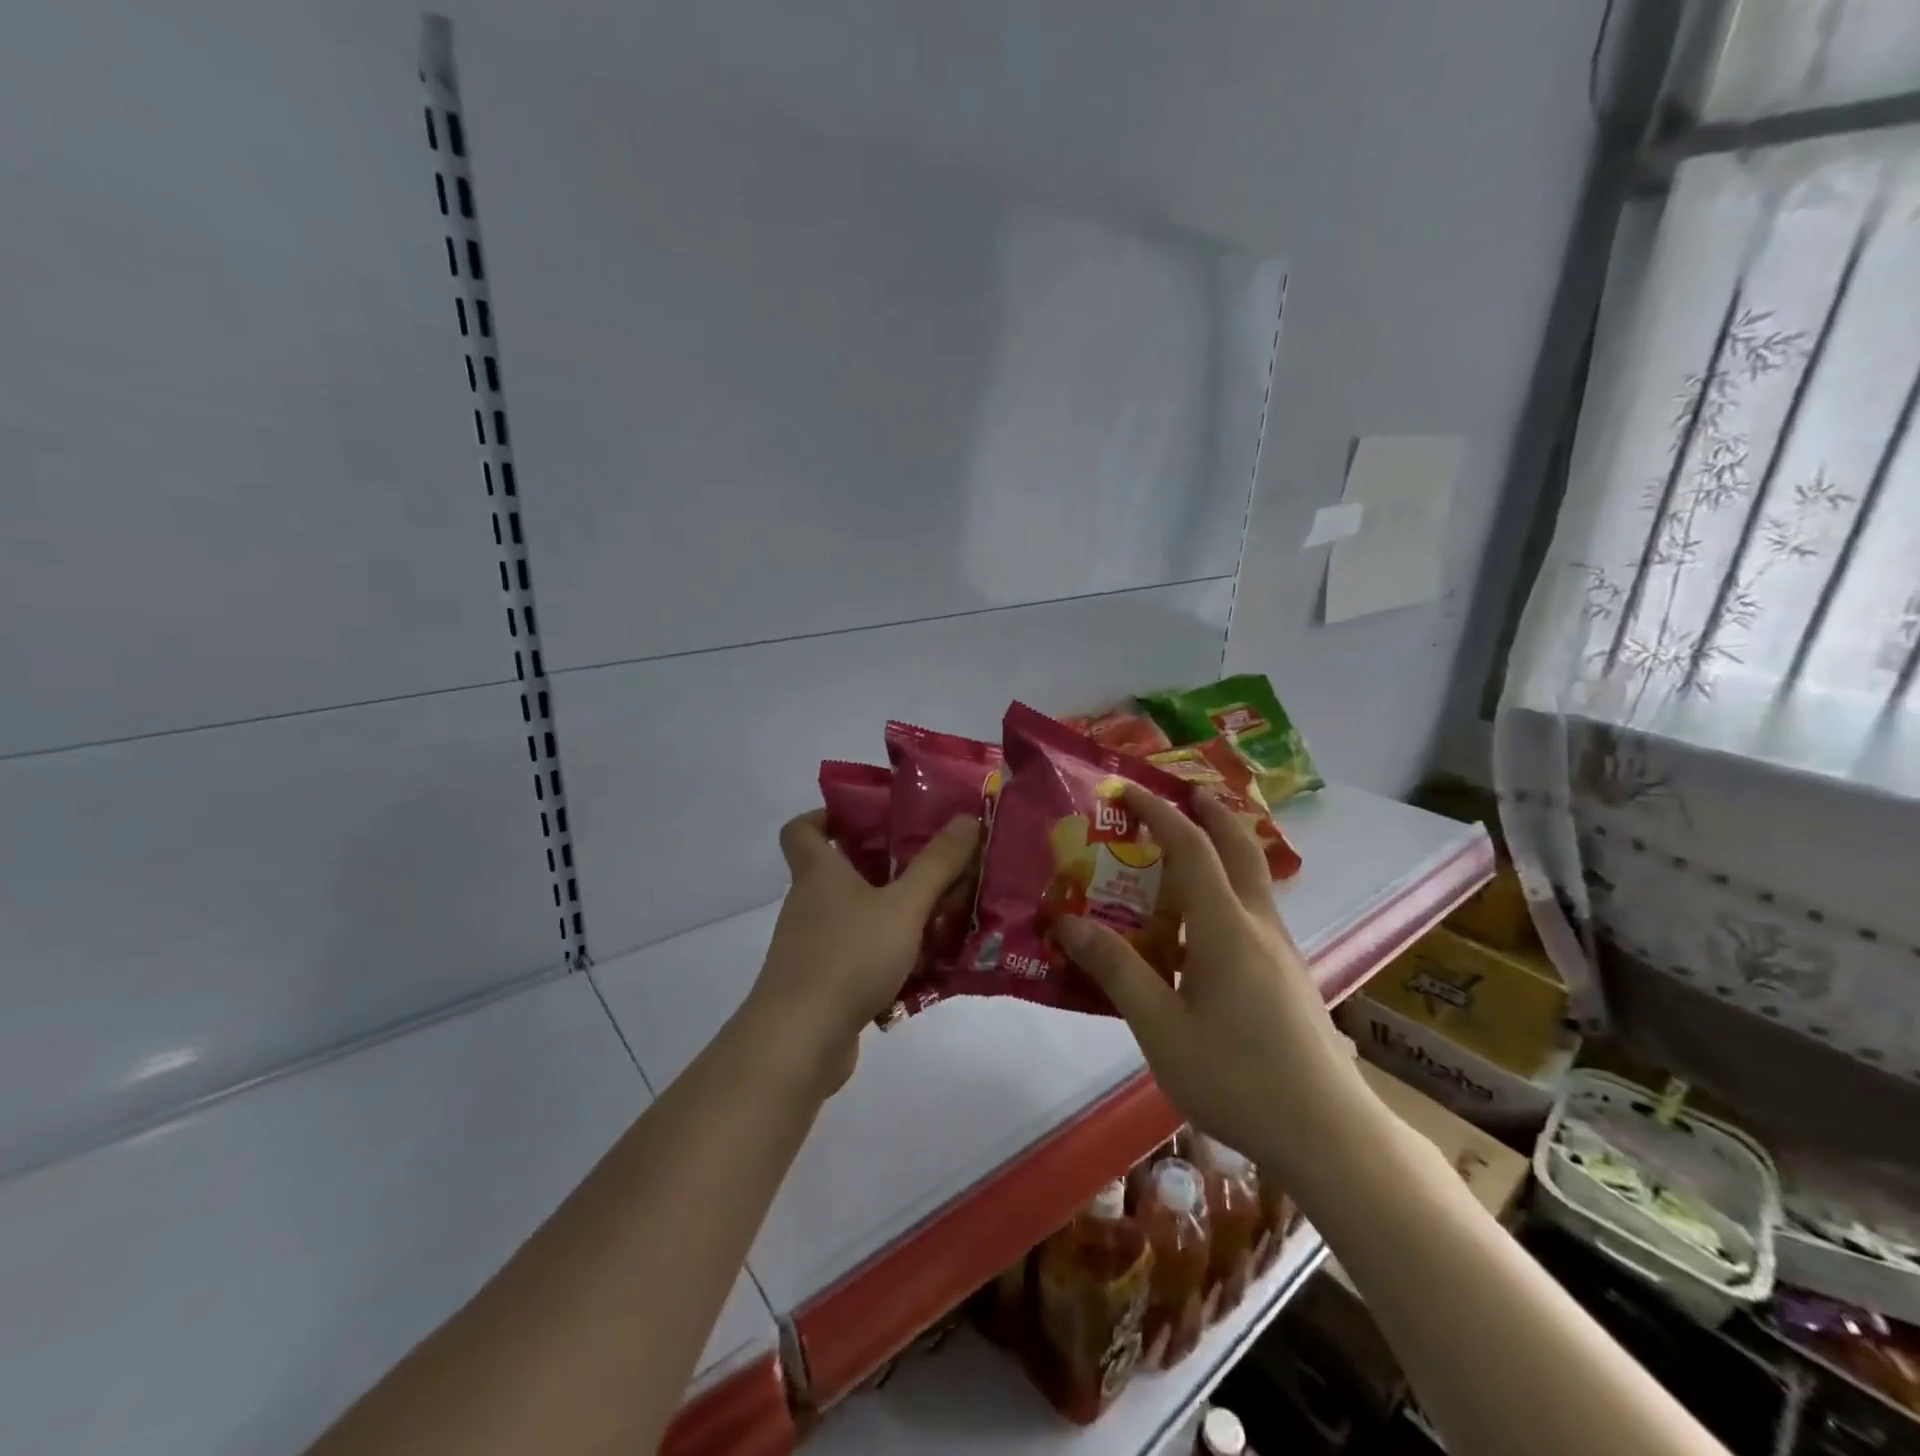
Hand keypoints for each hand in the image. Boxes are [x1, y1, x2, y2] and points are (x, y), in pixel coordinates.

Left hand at [743, 809, 980, 1096]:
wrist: (800, 1040)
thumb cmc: (849, 956)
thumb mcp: (904, 906)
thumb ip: (937, 864)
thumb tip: (966, 818)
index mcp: (819, 873)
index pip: (802, 829)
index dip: (827, 815)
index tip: (867, 818)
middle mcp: (809, 904)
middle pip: (842, 872)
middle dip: (886, 867)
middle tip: (930, 865)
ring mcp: (813, 947)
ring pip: (857, 917)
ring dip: (895, 915)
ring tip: (942, 916)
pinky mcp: (823, 984)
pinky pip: (860, 957)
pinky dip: (889, 957)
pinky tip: (927, 968)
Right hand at [1055, 786, 1368, 1181]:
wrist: (1329, 1137)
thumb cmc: (1236, 1077)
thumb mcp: (1160, 1027)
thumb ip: (1116, 970)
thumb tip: (1067, 924)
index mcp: (1225, 928)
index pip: (1191, 847)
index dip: (1158, 812)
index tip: (1128, 789)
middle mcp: (1259, 926)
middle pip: (1240, 849)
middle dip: (1211, 814)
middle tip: (1181, 794)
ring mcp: (1281, 952)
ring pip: (1252, 882)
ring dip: (1222, 853)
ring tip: (1181, 859)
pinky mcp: (1289, 978)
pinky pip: (1253, 916)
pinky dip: (1226, 896)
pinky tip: (1201, 934)